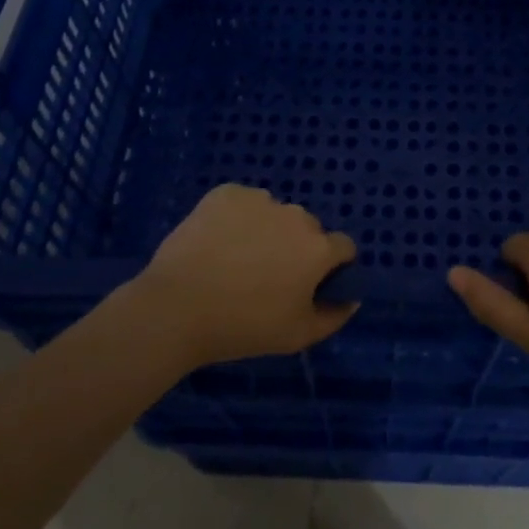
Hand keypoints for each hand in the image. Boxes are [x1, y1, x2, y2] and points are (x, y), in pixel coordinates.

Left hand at [128, 184, 357, 369]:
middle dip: (295, 247)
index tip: (310, 285)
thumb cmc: (242, 326)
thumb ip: (333, 316)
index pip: (343, 247)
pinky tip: (216, 244)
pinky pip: (242, 203)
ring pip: (274, 213)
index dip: (331, 266)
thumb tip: (351, 298)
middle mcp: (296, 215)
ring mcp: (260, 199)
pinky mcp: (227, 192)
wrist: (177, 307)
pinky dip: (236, 218)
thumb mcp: (296, 336)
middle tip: (267, 277)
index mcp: (317, 248)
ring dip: (266, 230)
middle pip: (307, 228)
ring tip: (236, 261)